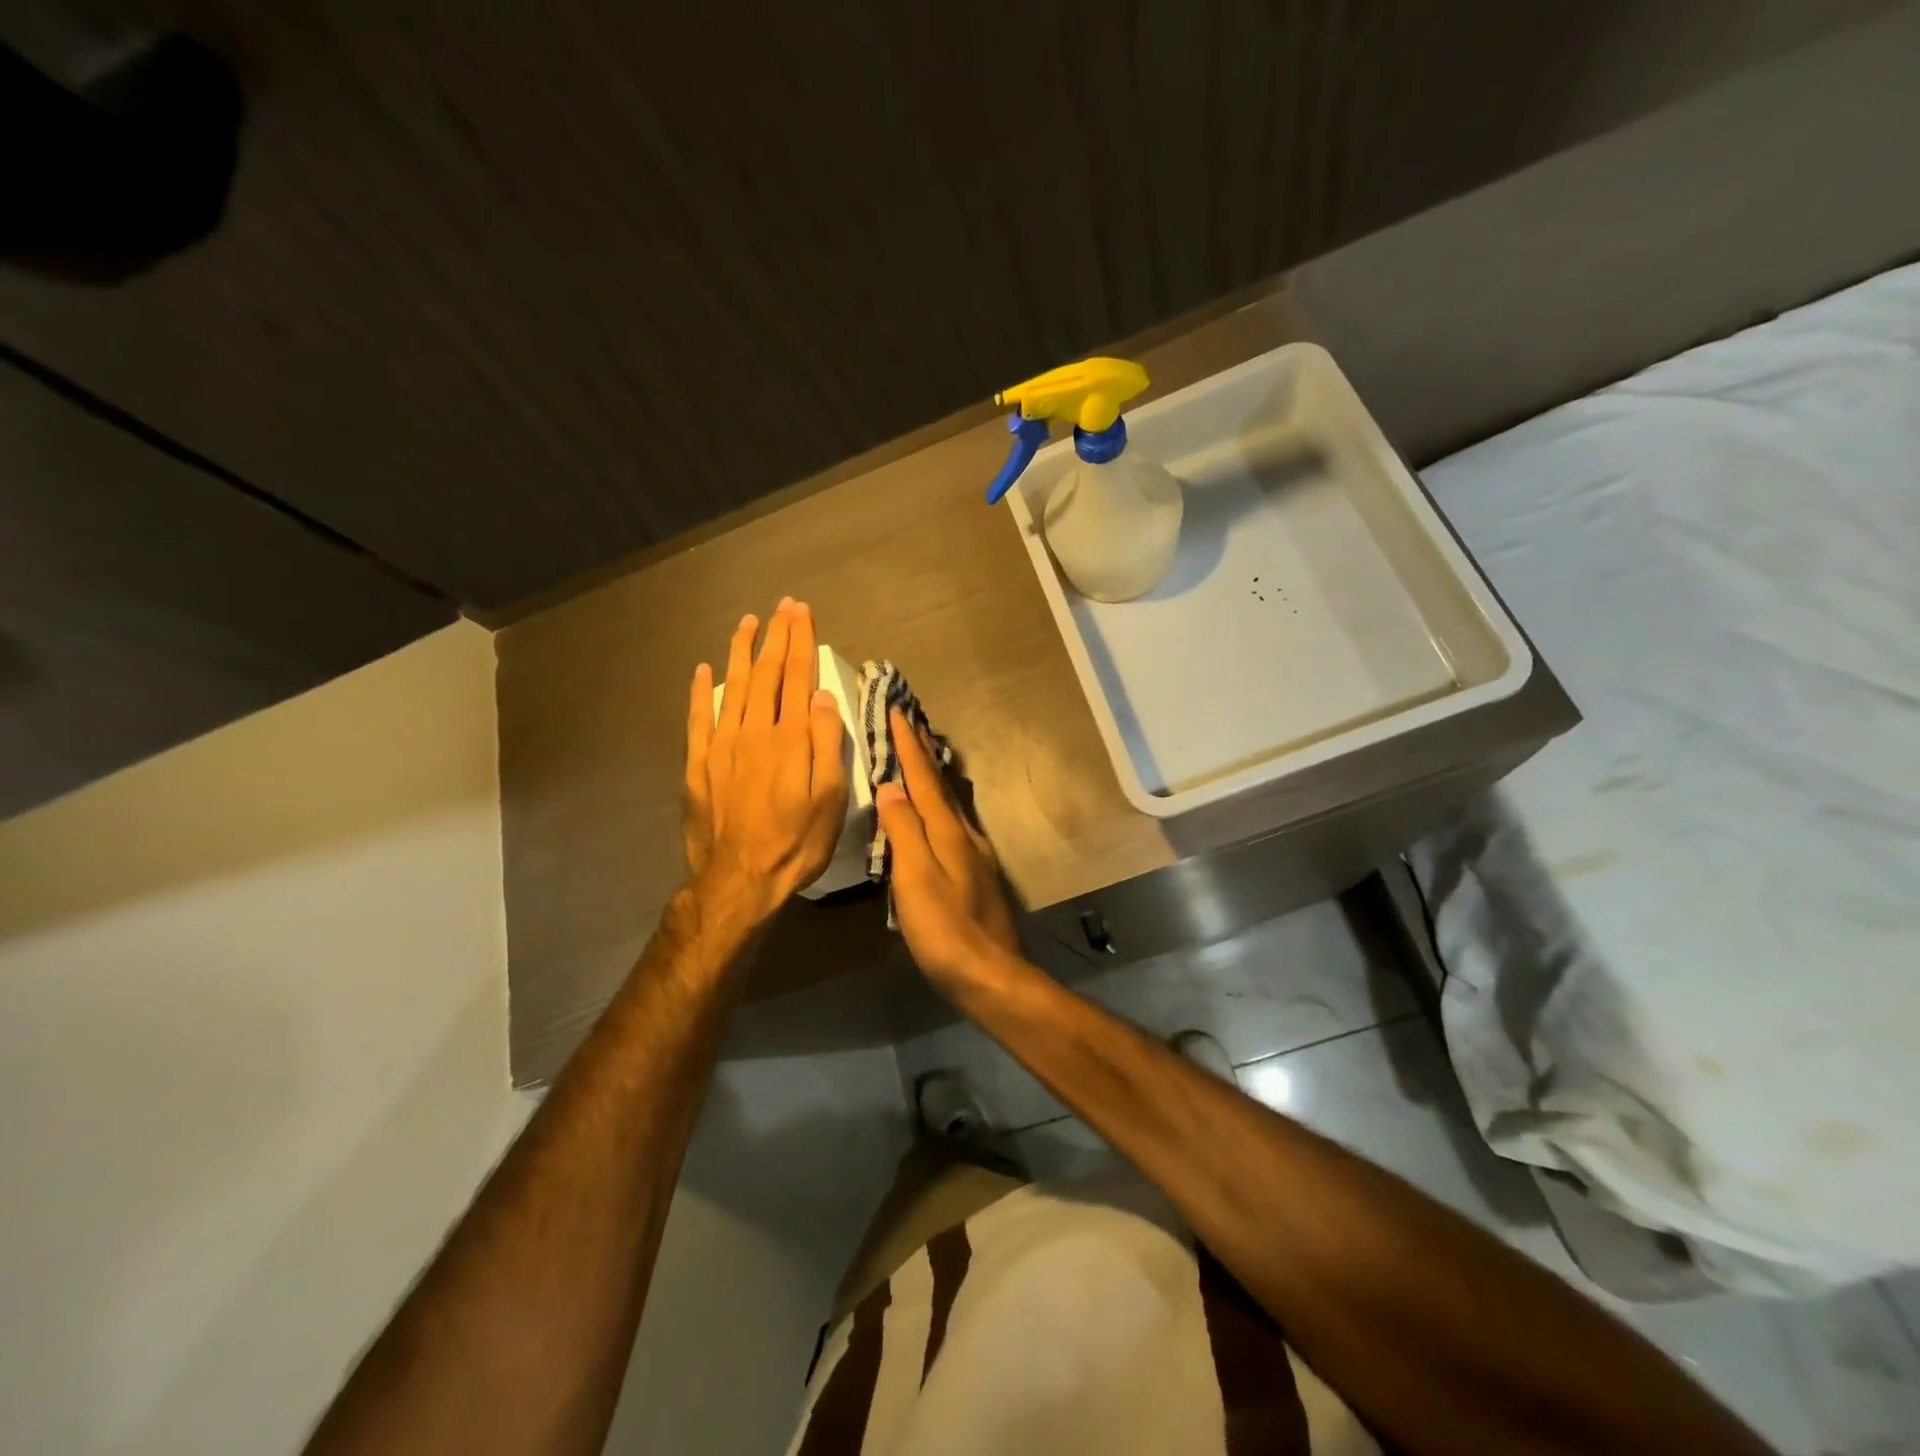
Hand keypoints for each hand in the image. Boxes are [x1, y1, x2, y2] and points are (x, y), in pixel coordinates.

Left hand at [683, 599, 848, 922]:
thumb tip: (823, 697)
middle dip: (776, 637)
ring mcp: (721, 746)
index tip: (802, 613)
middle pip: (766, 674)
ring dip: (741, 652)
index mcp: (789, 739)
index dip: (801, 642)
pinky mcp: (699, 765)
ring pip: (732, 687)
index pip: (797, 678)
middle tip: (782, 606)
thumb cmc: (795, 843)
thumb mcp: (829, 799)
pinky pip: (698, 719)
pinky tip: (703, 671)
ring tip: (747, 623)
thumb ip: (827, 745)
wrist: (739, 880)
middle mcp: (754, 732)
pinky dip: (701, 692)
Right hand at [873, 708, 1021, 990]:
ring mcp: (974, 854)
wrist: (992, 976)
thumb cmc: (946, 931)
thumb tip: (891, 787)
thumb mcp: (916, 881)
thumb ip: (904, 832)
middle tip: (911, 721)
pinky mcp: (976, 874)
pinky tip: (935, 812)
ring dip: (933, 775)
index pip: (923, 778)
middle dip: (923, 751)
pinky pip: (953, 823)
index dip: (908, 744)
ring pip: (950, 802)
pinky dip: (940, 804)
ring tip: (921, 755)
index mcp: (948, 832)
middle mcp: (965, 835)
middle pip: (941, 784)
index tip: (896, 709)